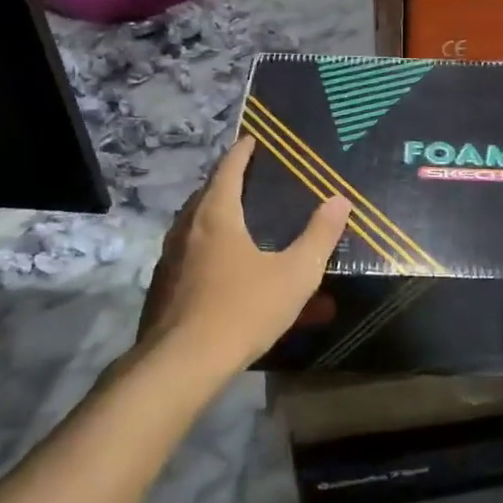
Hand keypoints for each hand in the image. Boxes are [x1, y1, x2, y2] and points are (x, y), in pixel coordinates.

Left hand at [136, 135, 351, 377]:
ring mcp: (170, 260)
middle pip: (205, 195)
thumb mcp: (294, 274)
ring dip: (213, 215)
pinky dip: (205, 248)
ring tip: (235, 218)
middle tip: (247, 177)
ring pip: (192, 226)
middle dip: (225, 182)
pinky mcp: (163, 288)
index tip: (251, 140)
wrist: (183, 362)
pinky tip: (221, 268)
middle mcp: (187, 230)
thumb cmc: (243, 310)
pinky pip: (188, 255)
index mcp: (216, 218)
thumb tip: (339, 200)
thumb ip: (319, 237)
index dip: (241, 153)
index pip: (228, 171)